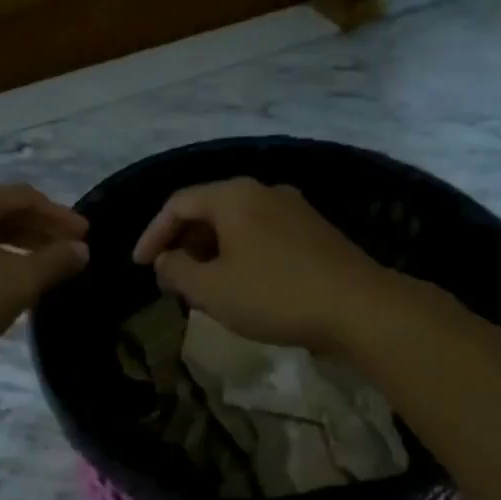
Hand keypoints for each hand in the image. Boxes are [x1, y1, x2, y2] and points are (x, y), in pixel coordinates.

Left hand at [0, 184, 88, 364]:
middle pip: (3, 212)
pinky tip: (1, 282)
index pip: (27, 197)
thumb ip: (54, 262)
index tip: (85, 234)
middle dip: (38, 230)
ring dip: (15, 246)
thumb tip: (80, 249)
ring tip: (39, 268)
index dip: (59, 215)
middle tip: (67, 251)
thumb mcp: (18, 281)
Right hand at [131, 178, 395, 351]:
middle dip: (181, 243)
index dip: (152, 234)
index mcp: (234, 196)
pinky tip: (239, 283)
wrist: (361, 308)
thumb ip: (176, 271)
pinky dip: (238, 253)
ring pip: (236, 223)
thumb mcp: (211, 289)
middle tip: (168, 277)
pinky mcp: (314, 231)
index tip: (139, 266)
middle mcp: (263, 191)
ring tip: (200, 284)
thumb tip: (165, 260)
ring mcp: (293, 208)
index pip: (178, 204)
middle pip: (208, 209)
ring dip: (210, 250)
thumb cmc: (275, 295)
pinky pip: (260, 233)